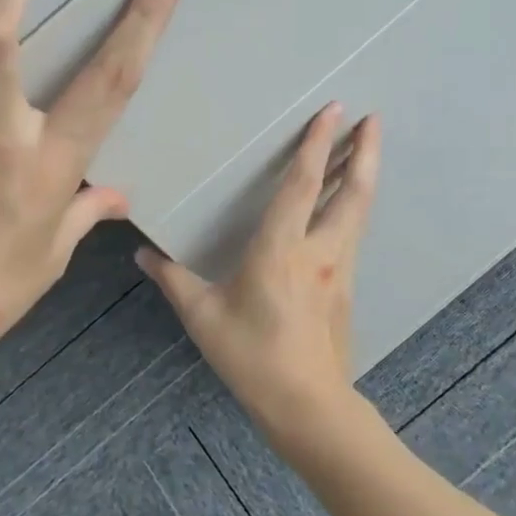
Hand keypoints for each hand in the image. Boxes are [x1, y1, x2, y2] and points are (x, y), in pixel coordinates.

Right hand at [138, 104, 381, 446]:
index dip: (317, 145)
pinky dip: (354, 208)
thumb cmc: (251, 356)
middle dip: (364, 152)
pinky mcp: (347, 289)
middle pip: (351, 192)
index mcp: (280, 250)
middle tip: (373, 118)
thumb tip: (142, 253)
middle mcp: (319, 252)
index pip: (302, 185)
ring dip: (364, 176)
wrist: (307, 404)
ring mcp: (340, 270)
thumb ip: (172, 279)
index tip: (334, 111)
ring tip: (368, 150)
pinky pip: (353, 235)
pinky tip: (346, 208)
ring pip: (359, 213)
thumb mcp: (203, 316)